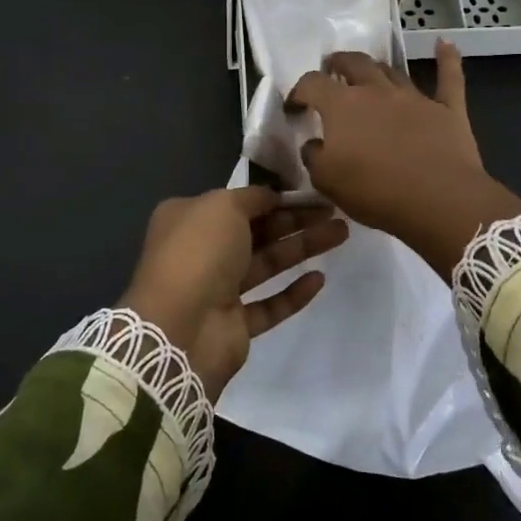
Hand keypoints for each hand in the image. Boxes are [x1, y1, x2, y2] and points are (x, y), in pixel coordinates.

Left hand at [122, 187, 348, 395]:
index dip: (274, 196)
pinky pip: (269, 304)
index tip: (309, 192)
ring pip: (266, 264)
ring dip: (302, 248)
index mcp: (189, 219)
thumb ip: (252, 197)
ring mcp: (217, 290)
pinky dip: (293, 292)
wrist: (180, 327)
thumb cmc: (199, 252)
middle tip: (334, 211)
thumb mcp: (223, 205)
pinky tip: (319, 279)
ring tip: (341, 234)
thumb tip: (271, 196)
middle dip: (295, 220)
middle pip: (257, 231)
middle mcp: (201, 251)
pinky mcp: (234, 324)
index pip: (238, 202)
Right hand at [288, 41, 520, 278]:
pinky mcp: (447, 109)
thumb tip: (314, 143)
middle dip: (339, 63)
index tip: (296, 105)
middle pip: (354, 63)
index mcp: (342, 105)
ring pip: (392, 71)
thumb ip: (314, 157)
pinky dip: (447, 59)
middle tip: (332, 68)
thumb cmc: (375, 191)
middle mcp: (377, 91)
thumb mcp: (327, 181)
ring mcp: (414, 97)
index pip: (313, 84)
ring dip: (378, 67)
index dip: (300, 91)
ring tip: (369, 69)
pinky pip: (449, 77)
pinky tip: (445, 44)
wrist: (438, 199)